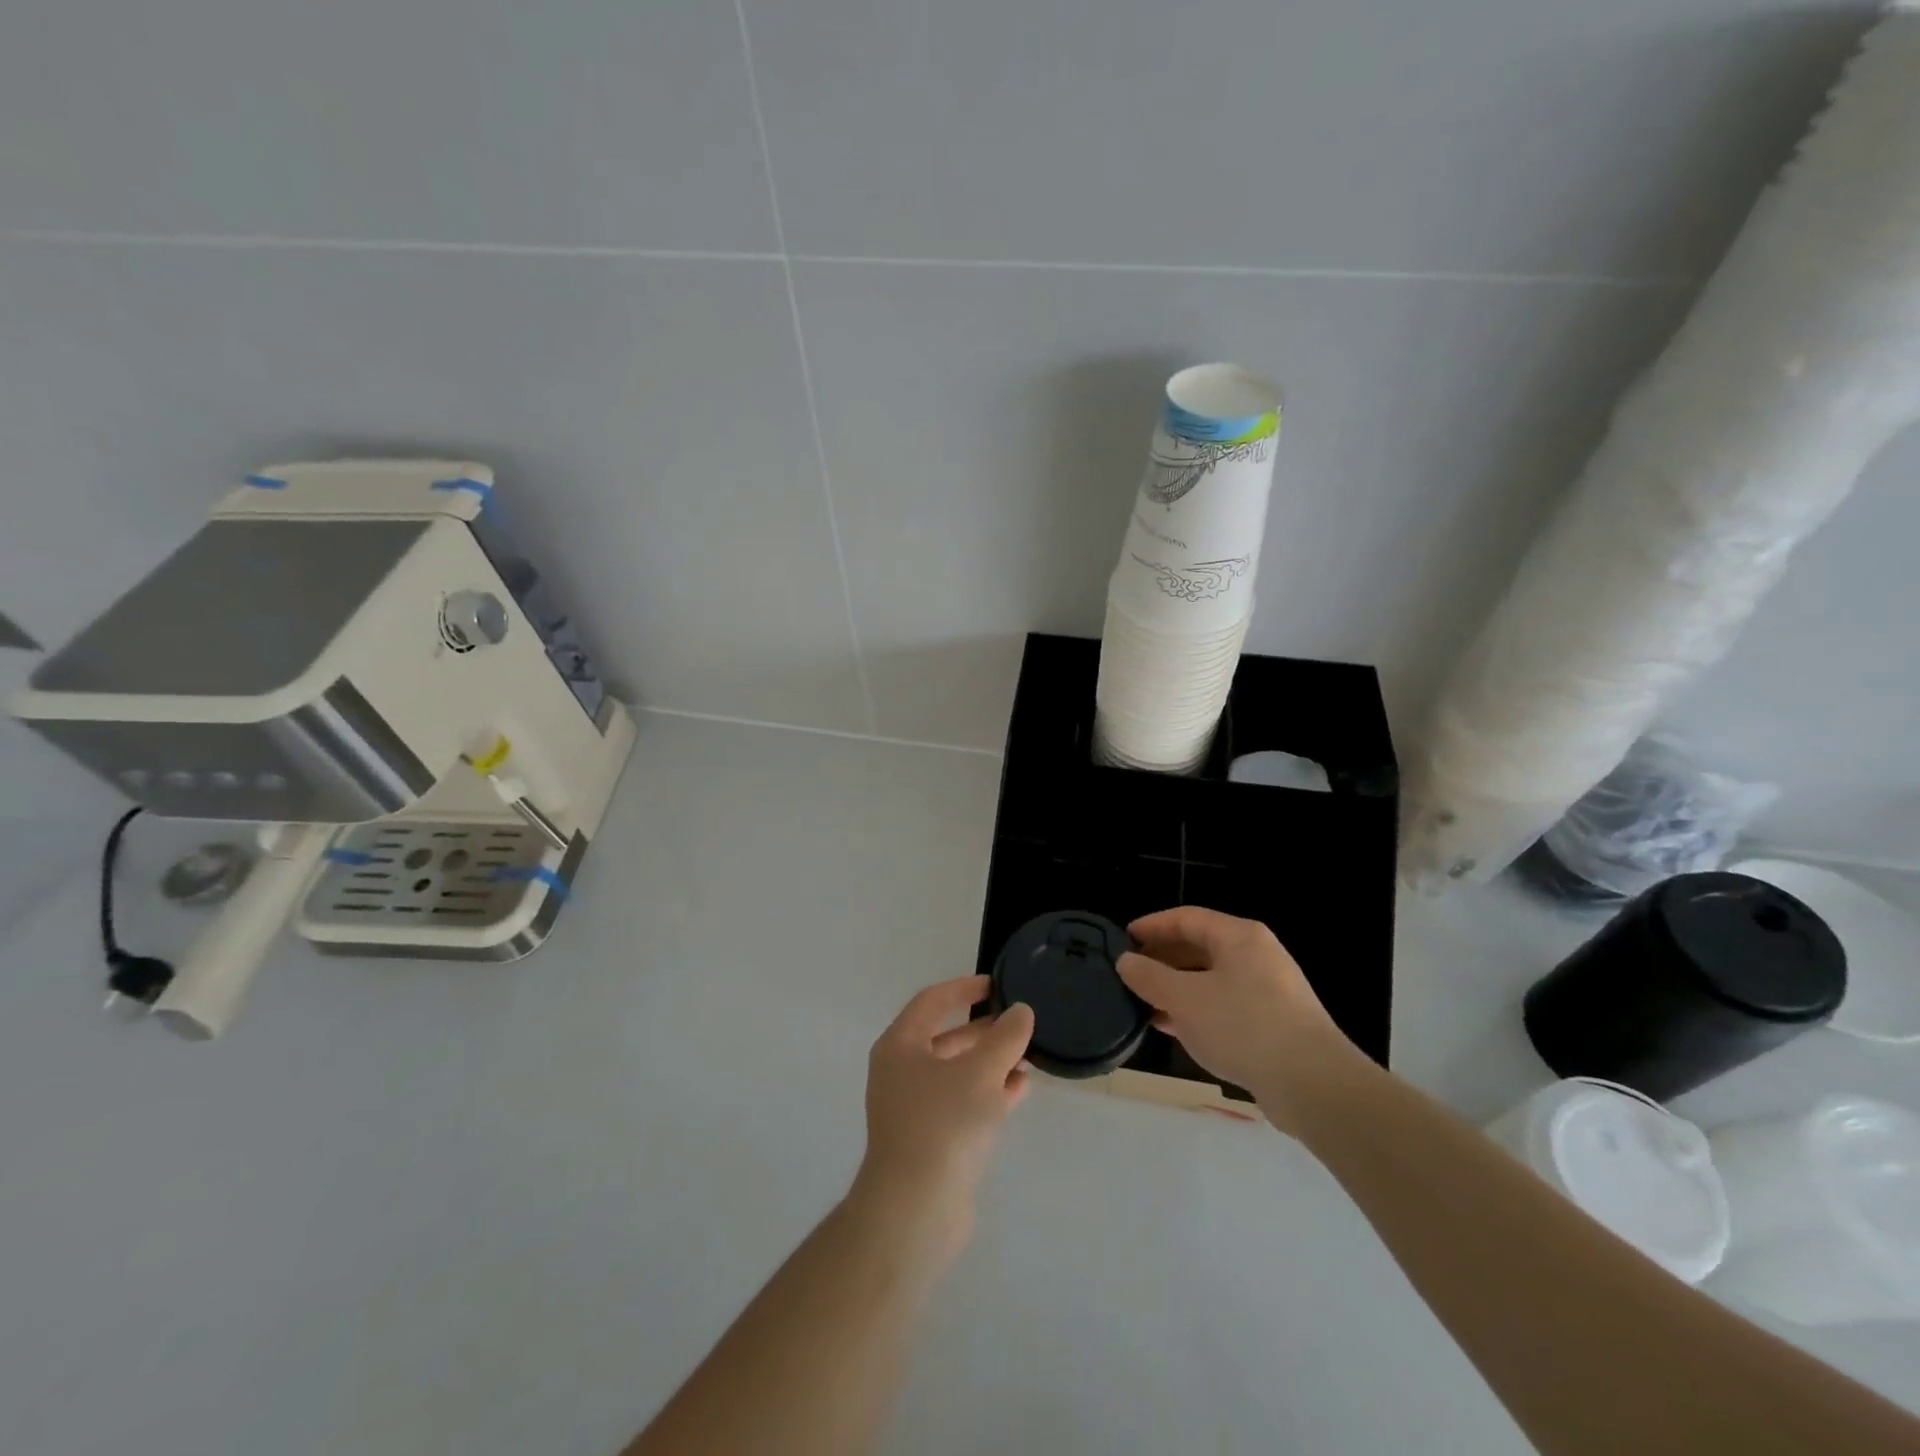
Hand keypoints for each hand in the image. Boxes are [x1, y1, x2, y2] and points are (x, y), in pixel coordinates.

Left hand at [849, 977, 1033, 1257]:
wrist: (915, 1211)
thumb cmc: (943, 1125)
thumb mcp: (980, 1071)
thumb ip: (1004, 1038)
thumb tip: (1020, 1012)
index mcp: (900, 1046)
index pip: (932, 1002)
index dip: (964, 988)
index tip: (996, 984)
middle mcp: (901, 1073)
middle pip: (945, 1038)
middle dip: (984, 1030)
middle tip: (1019, 1022)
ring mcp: (914, 1110)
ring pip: (957, 1073)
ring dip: (991, 1062)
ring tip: (1028, 1054)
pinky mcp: (931, 1141)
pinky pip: (963, 1104)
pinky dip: (989, 1093)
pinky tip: (1021, 1089)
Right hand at [1117, 907, 1360, 1135]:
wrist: (1312, 1085)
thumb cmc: (1243, 1026)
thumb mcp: (1185, 999)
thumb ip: (1150, 977)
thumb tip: (1126, 961)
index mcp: (1239, 937)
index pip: (1186, 918)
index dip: (1152, 926)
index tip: (1123, 939)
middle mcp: (1256, 956)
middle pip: (1200, 947)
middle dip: (1163, 958)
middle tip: (1130, 972)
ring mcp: (1268, 991)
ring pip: (1211, 979)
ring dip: (1177, 988)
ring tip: (1143, 1002)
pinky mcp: (1273, 1024)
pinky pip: (1224, 1006)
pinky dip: (1196, 1011)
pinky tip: (1172, 1028)